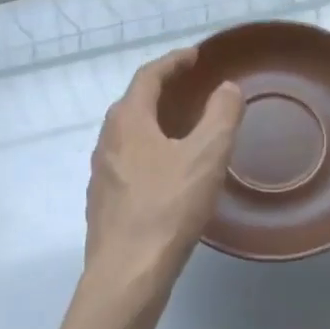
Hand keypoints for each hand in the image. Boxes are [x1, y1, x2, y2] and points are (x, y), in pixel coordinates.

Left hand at [83, 48, 243, 296]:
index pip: (148, 76)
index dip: (173, 62)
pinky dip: (149, 152)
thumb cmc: (168, 207)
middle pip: (133, 103)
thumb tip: (227, 88)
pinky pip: (128, 163)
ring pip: (129, 135)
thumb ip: (221, 116)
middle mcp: (107, 140)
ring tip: (182, 129)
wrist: (127, 273)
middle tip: (190, 88)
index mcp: (128, 121)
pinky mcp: (104, 202)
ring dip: (154, 123)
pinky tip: (168, 174)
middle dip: (162, 90)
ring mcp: (102, 173)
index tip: (195, 56)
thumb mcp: (206, 156)